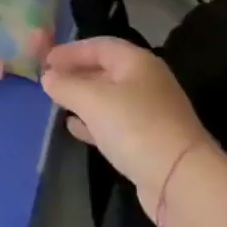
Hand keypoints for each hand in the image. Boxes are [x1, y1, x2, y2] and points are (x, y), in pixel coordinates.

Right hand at [41, 37, 211, 213]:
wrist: (181, 180)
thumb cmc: (135, 127)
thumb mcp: (93, 100)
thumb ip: (66, 85)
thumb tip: (47, 77)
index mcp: (137, 62)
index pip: (99, 45)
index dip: (71, 50)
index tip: (45, 61)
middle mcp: (146, 82)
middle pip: (105, 69)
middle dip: (76, 73)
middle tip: (48, 81)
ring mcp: (149, 112)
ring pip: (108, 97)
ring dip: (82, 98)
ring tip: (57, 103)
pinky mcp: (148, 140)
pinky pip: (114, 122)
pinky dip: (93, 121)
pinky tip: (74, 128)